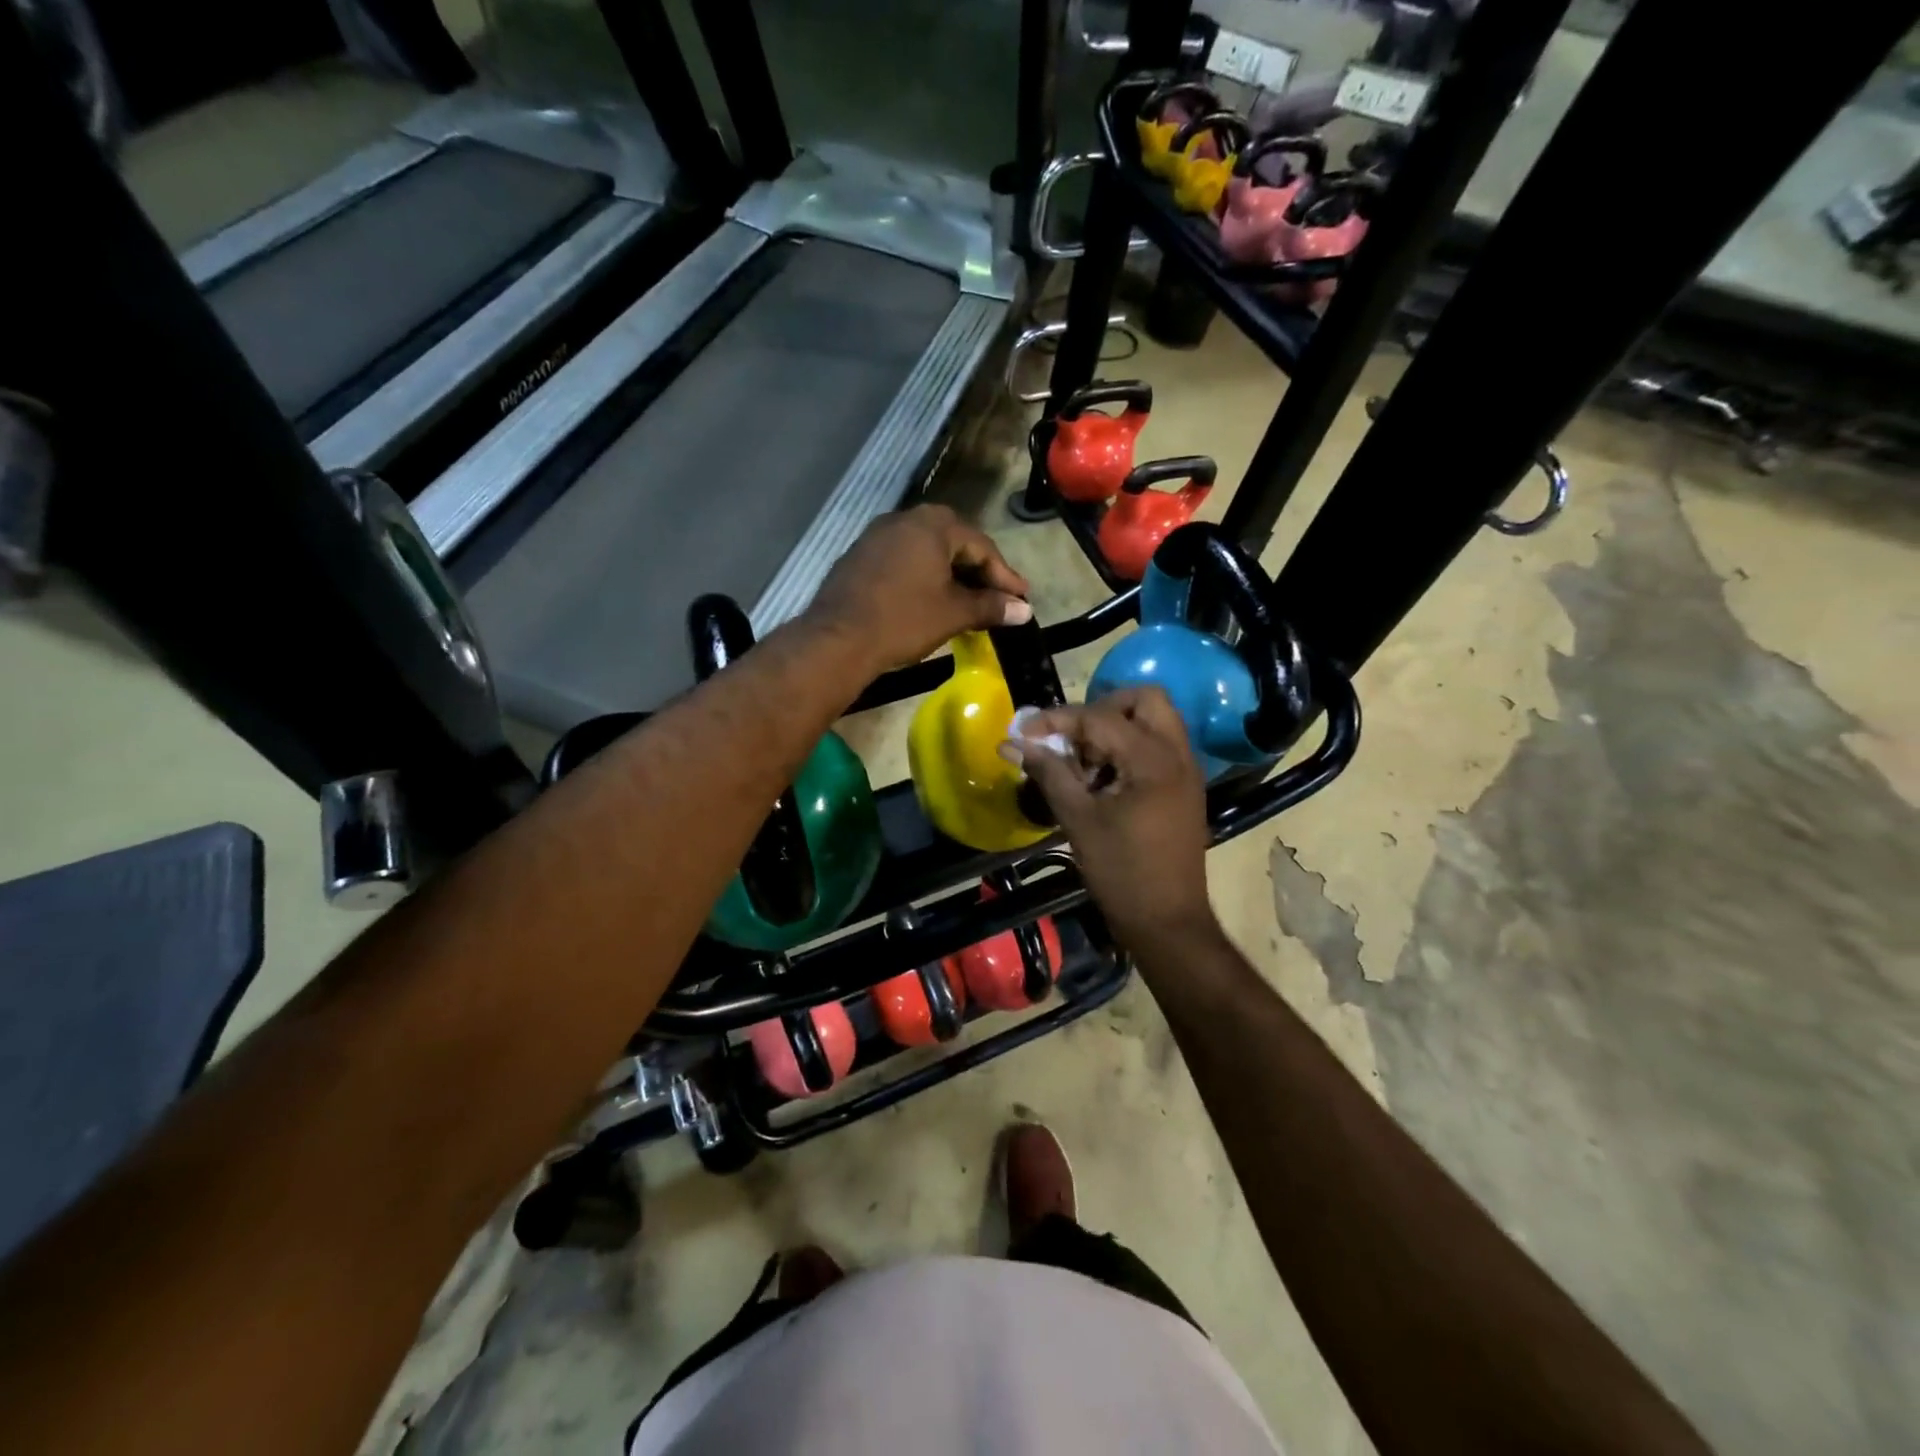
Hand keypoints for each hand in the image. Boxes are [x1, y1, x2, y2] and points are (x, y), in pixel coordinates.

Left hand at [805, 506, 1031, 674]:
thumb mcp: (953, 613)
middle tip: (997, 596)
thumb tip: (1024, 610)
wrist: (838, 639)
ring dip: (950, 574)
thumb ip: (991, 607)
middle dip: (978, 571)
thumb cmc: (904, 620)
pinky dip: (923, 576)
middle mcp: (904, 519)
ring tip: (967, 600)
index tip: (1021, 599)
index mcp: (933, 525)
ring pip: (927, 551)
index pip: (981, 546)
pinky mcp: (860, 556)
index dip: (1004, 576)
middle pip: (954, 542)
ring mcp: (877, 535)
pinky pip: (903, 560)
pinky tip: (930, 599)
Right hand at [1008, 688, 1218, 953]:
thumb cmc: (1121, 872)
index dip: (1056, 719)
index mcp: (1152, 759)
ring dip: (1115, 727)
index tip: (1022, 729)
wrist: (1168, 922)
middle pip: (1143, 700)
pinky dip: (1129, 747)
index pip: (1099, 717)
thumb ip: (1048, 772)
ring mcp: (1186, 771)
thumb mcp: (1078, 819)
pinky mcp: (1184, 788)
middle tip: (1069, 736)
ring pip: (1154, 721)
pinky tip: (1101, 779)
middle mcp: (1177, 754)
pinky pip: (1158, 746)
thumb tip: (1011, 743)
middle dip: (1100, 708)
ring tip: (1082, 761)